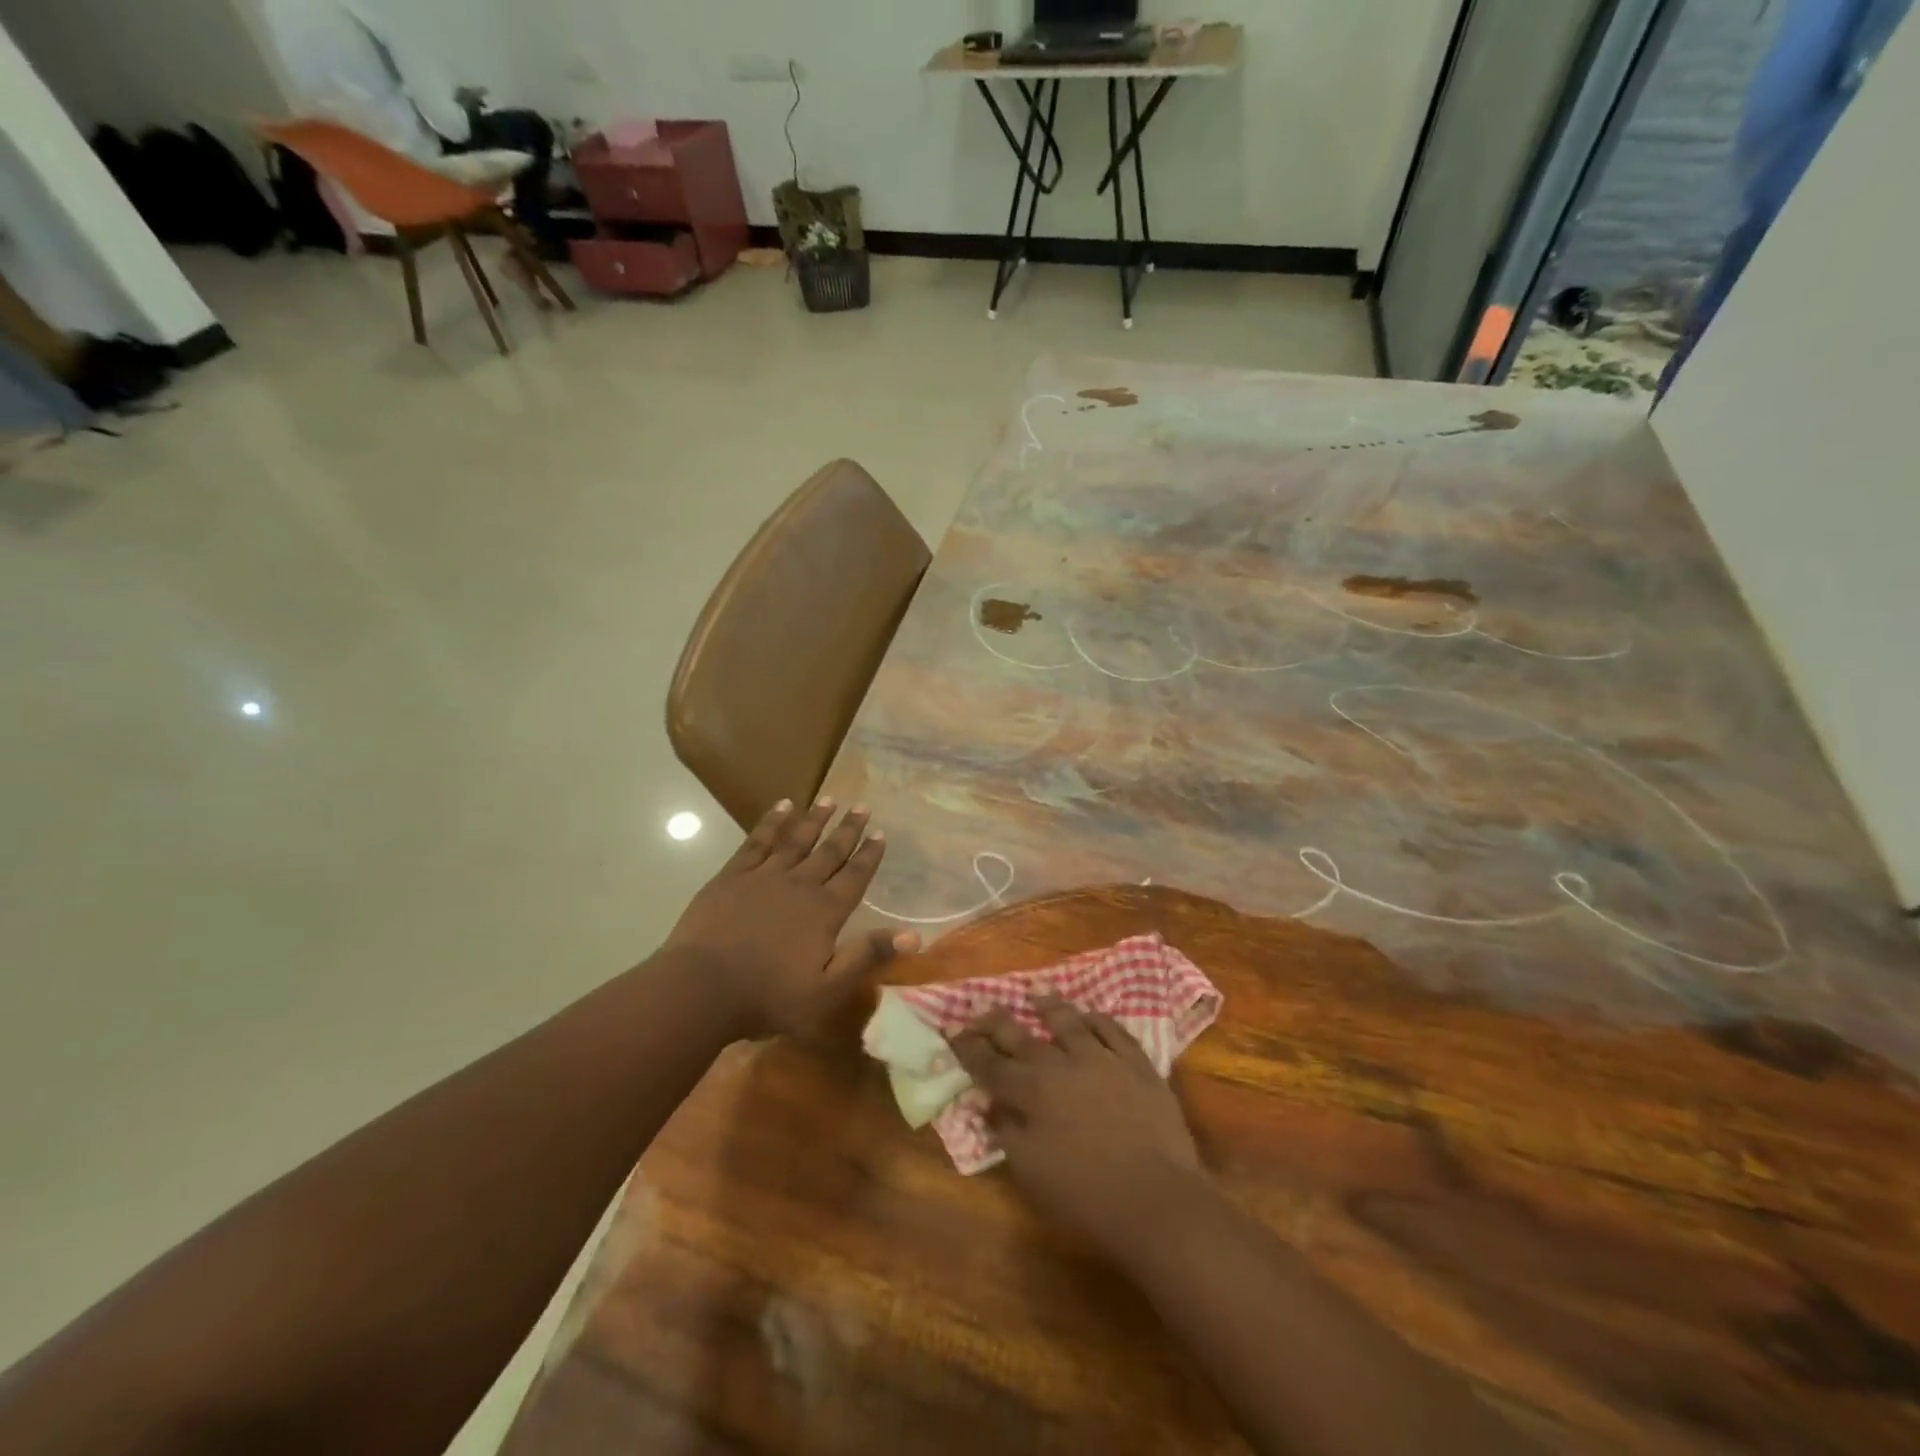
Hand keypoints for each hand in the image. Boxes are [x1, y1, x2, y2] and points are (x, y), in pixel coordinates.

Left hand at [664, 798, 918, 1039]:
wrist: (701, 989)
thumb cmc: (768, 997)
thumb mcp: (827, 989)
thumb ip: (867, 957)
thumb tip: (913, 935)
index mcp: (825, 912)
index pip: (855, 876)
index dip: (869, 855)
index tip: (881, 832)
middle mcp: (800, 885)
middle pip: (829, 852)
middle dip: (848, 830)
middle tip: (862, 806)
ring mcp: (764, 876)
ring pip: (796, 840)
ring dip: (815, 819)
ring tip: (830, 799)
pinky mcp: (732, 876)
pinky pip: (757, 841)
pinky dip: (771, 822)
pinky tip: (782, 807)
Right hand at [952, 997, 1203, 1253]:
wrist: (1155, 1197)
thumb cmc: (1085, 1194)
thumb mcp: (1031, 1172)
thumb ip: (1006, 1132)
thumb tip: (990, 1105)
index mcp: (1031, 1092)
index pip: (990, 1065)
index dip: (969, 1049)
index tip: (954, 1033)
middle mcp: (1062, 1064)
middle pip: (1022, 1035)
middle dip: (997, 1021)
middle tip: (983, 1008)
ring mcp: (1102, 1058)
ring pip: (1069, 1022)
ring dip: (1049, 1006)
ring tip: (1037, 992)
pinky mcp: (1137, 1063)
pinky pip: (1113, 1030)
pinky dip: (1098, 1019)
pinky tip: (1091, 1015)